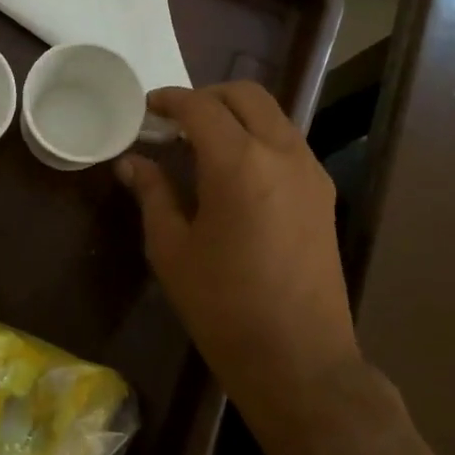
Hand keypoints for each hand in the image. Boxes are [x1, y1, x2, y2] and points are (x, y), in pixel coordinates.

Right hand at [117, 82, 362, 454]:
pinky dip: (258, 137)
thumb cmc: (222, 306)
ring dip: (235, 115)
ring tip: (201, 144)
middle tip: (174, 121)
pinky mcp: (323, 194)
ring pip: (272, 115)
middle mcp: (282, 154)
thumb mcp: (171, 249)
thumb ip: (153, 193)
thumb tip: (131, 162)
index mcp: (239, 163)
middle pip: (246, 95)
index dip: (169, 100)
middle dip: (206, 97)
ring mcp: (310, 172)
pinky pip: (287, 143)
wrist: (298, 359)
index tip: (146, 109)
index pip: (200, 107)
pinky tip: (233, 171)